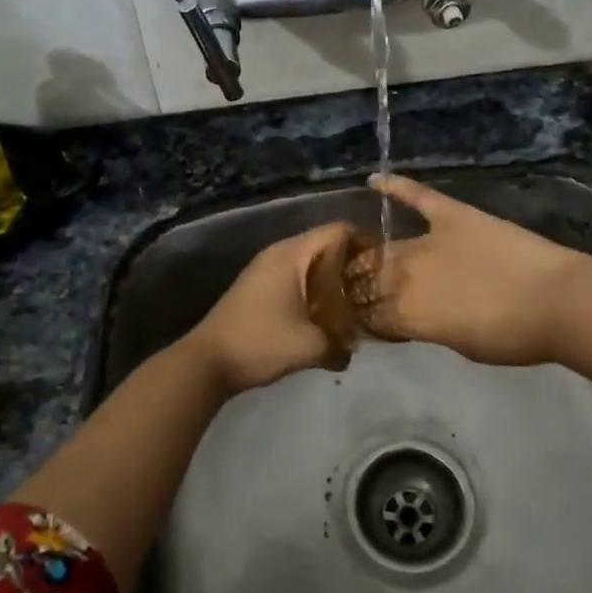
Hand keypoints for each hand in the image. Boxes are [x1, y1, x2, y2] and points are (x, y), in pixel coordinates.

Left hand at [184, 222, 362, 392]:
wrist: (207, 362)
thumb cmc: (261, 343)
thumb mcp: (309, 347)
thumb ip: (339, 346)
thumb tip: (351, 354)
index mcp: (292, 254)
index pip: (338, 230)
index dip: (364, 242)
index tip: (384, 266)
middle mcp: (279, 253)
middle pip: (325, 244)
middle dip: (350, 263)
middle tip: (372, 288)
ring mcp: (265, 269)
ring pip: (309, 262)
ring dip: (331, 279)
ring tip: (353, 303)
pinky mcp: (258, 286)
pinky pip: (295, 276)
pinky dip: (312, 288)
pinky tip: (323, 314)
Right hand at [350, 175, 586, 365]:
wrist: (555, 301)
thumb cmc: (512, 336)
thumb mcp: (461, 345)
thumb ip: (428, 328)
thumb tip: (413, 319)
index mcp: (409, 314)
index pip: (371, 316)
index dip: (363, 319)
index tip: (360, 320)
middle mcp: (407, 275)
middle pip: (371, 281)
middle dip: (357, 288)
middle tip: (353, 289)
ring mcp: (429, 241)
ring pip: (386, 248)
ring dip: (368, 255)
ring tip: (355, 256)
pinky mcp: (452, 214)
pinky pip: (418, 196)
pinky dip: (396, 186)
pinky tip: (374, 179)